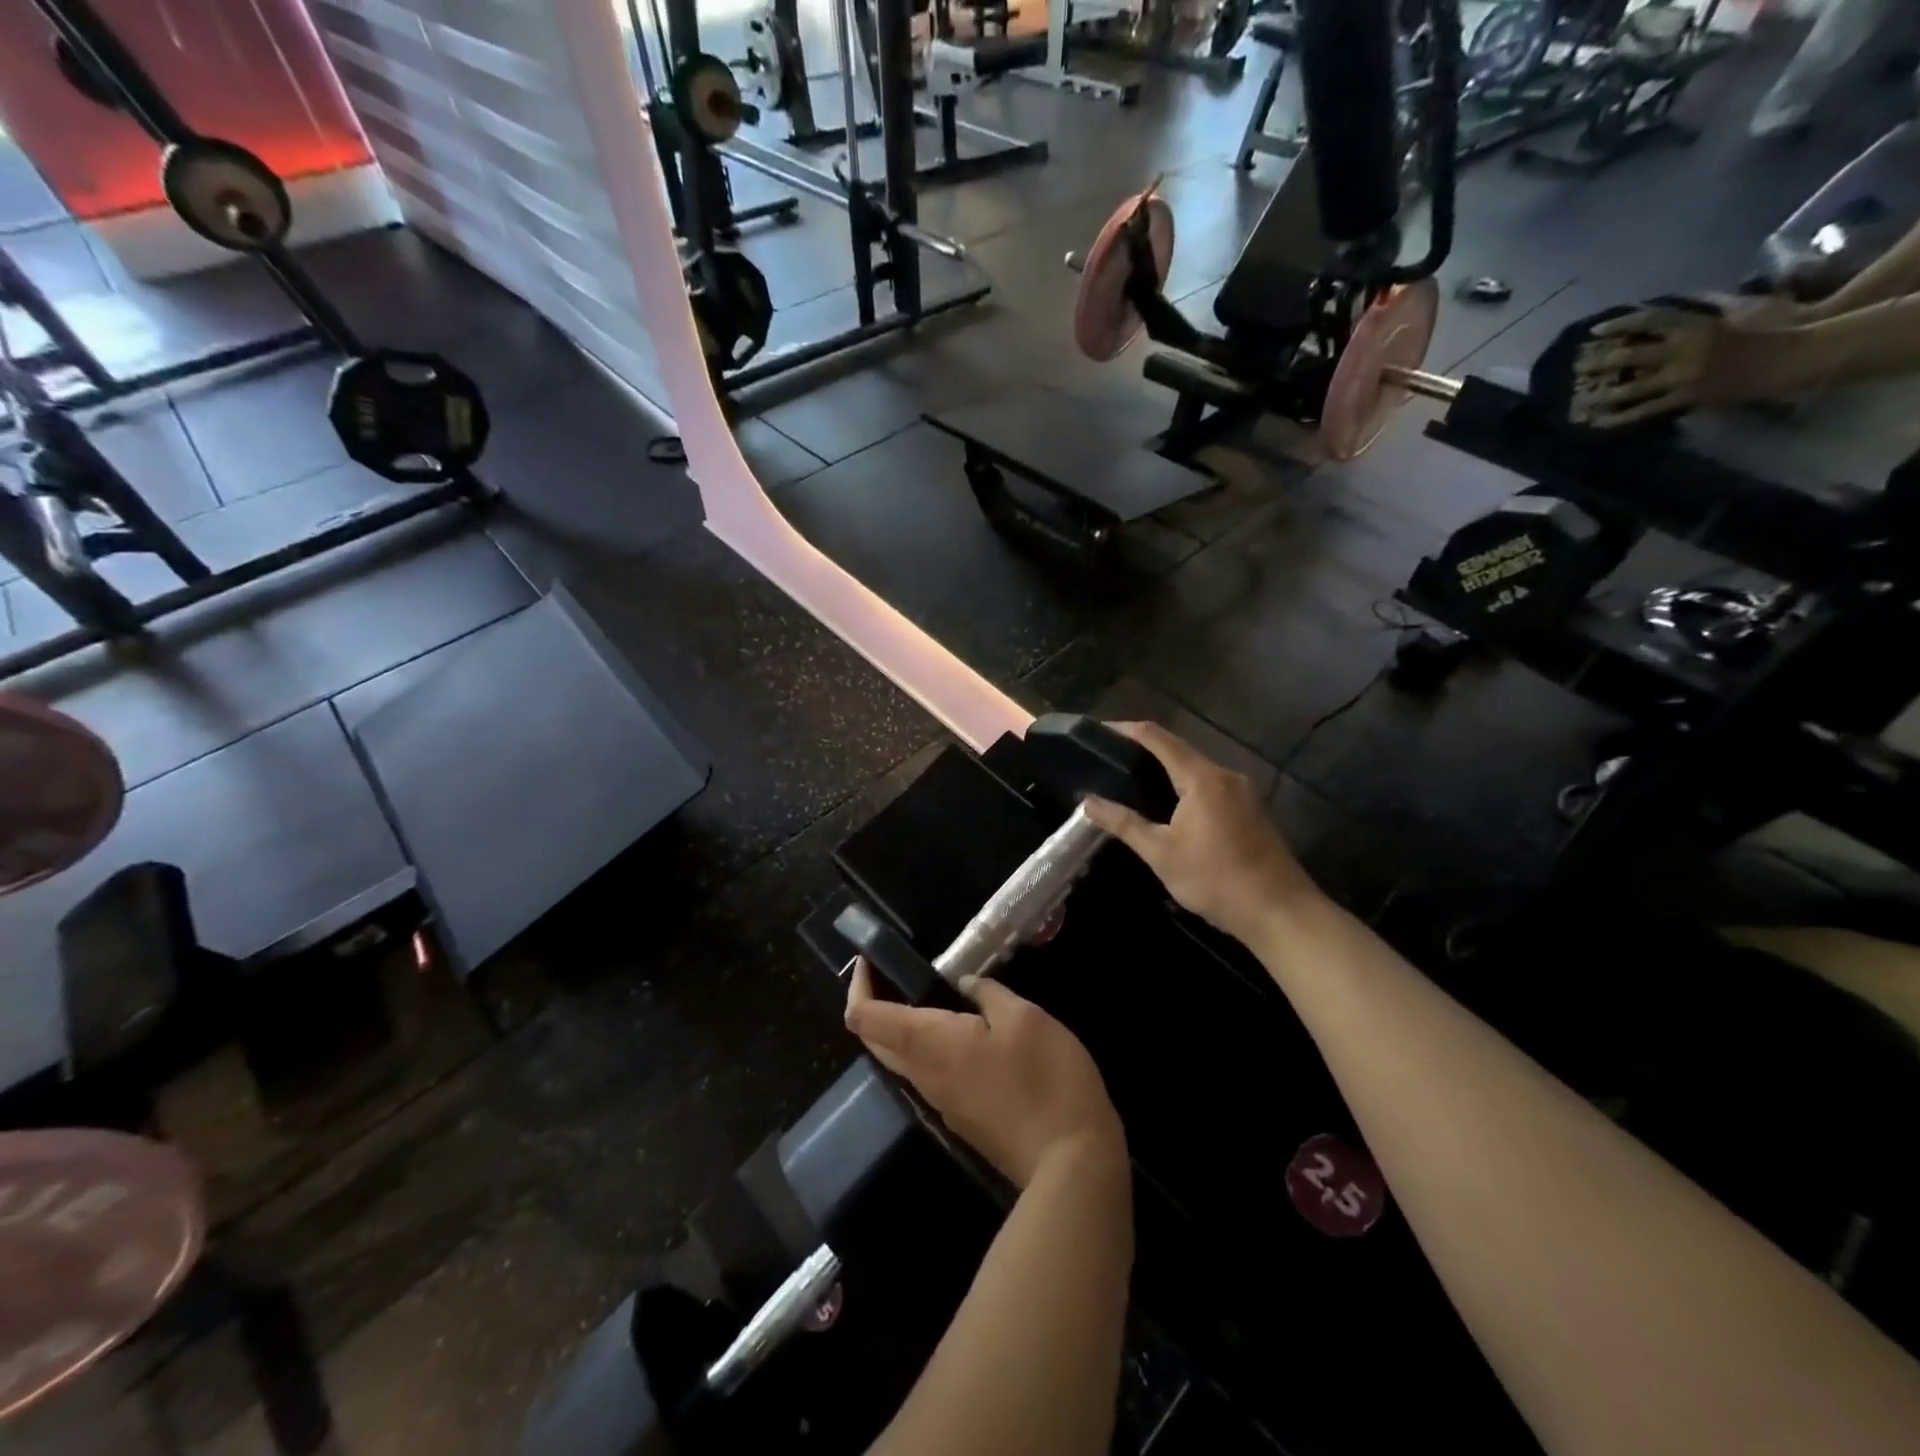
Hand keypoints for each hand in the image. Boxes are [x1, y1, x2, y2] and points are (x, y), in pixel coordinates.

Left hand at [844, 960, 1123, 1187]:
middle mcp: (923, 1075)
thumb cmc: (1045, 1078)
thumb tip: (964, 983)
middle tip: (893, 972)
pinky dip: (924, 1047)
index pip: (865, 1018)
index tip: (871, 960)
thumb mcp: (1023, 1017)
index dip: (858, 986)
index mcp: (929, 1044)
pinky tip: (959, 1031)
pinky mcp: (961, 1118)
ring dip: (899, 1027)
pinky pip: (926, 1075)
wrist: (1071, 1163)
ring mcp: (940, 1102)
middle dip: (872, 1004)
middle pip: (874, 1041)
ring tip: (928, 993)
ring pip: (899, 1060)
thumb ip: (987, 993)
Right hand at [1080, 722, 1318, 946]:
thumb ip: (1123, 823)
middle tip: (1111, 761)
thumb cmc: (1216, 880)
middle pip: (1180, 750)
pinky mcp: (1253, 810)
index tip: (1099, 731)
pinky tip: (1169, 807)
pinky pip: (1212, 786)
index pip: (1158, 738)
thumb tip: (1087, 801)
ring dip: (1167, 771)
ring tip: (1133, 782)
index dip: (1127, 729)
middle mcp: (1226, 775)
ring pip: (1197, 770)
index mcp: (1203, 778)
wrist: (1281, 912)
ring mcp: (1244, 792)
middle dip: (1145, 751)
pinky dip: (1186, 787)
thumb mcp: (1161, 853)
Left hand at [1570, 300, 1794, 428]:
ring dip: (1603, 394)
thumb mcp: (1738, 306)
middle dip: (1600, 362)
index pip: (1648, 321)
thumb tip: (1680, 299)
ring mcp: (1683, 377)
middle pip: (1629, 356)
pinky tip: (1599, 423)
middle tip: (1576, 367)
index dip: (1619, 324)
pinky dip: (1621, 417)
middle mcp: (1683, 351)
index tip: (1594, 331)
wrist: (1795, 355)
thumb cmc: (1775, 323)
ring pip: (1631, 388)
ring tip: (1579, 400)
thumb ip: (1706, 303)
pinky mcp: (1687, 399)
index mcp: (1696, 325)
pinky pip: (1646, 411)